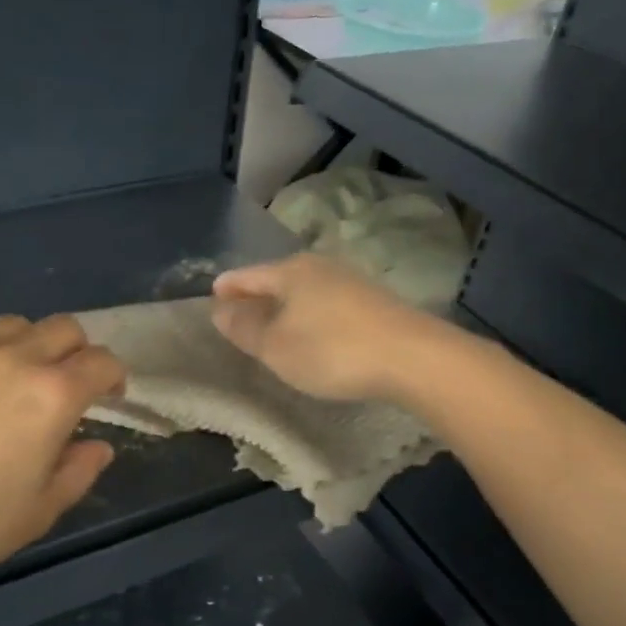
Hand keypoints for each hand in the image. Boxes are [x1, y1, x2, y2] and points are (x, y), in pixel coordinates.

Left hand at [0, 315, 125, 590]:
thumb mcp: (35, 514)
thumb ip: (77, 474)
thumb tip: (98, 446)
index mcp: (52, 396)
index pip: (102, 363)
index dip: (114, 378)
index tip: (109, 398)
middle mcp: (15, 358)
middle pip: (65, 328)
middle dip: (79, 353)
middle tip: (69, 387)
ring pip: (17, 322)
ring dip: (32, 343)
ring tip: (19, 377)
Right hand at [211, 253, 438, 402]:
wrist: (413, 358)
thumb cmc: (332, 350)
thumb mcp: (276, 346)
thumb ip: (245, 328)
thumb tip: (220, 310)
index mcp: (291, 272)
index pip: (248, 275)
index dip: (228, 287)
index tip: (212, 294)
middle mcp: (320, 267)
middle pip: (277, 278)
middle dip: (256, 295)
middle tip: (238, 312)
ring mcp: (351, 282)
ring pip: (304, 290)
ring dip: (285, 306)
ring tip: (272, 324)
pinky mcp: (373, 302)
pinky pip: (326, 303)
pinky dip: (309, 314)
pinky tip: (311, 331)